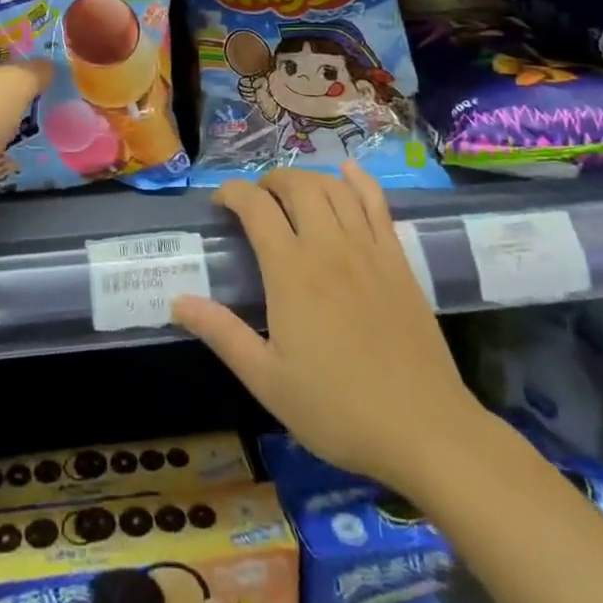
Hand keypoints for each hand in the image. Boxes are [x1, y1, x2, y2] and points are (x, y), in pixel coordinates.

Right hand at [172, 163, 488, 494]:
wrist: (425, 430)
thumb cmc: (339, 409)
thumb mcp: (268, 381)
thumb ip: (222, 334)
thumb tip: (177, 301)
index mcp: (291, 271)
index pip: (255, 206)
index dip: (232, 193)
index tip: (220, 203)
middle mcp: (328, 246)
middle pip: (297, 185)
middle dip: (269, 180)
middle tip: (256, 199)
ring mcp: (368, 249)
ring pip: (334, 187)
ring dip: (308, 178)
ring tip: (293, 191)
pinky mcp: (398, 260)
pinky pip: (378, 204)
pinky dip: (360, 181)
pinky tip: (349, 173)